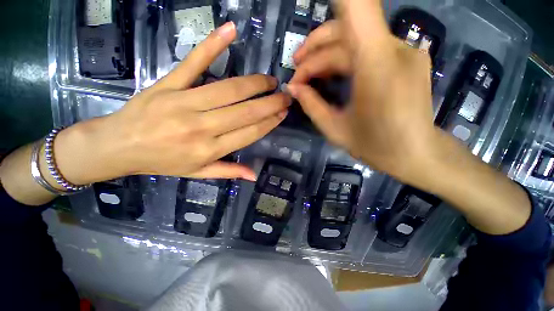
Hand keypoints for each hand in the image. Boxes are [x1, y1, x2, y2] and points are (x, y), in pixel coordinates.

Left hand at [54, 22, 289, 183]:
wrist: (118, 146)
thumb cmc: (162, 162)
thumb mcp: (198, 173)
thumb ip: (228, 172)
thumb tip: (253, 175)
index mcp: (209, 149)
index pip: (250, 133)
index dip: (269, 122)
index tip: (283, 113)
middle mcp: (202, 127)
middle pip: (245, 112)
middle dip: (270, 103)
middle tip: (286, 95)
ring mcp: (184, 103)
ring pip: (229, 90)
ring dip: (255, 83)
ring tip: (270, 80)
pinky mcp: (168, 84)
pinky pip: (194, 63)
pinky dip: (212, 46)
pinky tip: (230, 31)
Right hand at [288, 2, 436, 181]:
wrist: (416, 154)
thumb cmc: (375, 147)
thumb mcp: (334, 129)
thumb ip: (311, 105)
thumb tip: (292, 88)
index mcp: (376, 66)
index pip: (357, 8)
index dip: (339, 1)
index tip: (311, 17)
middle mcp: (395, 48)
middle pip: (345, 31)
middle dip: (313, 52)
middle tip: (296, 74)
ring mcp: (405, 50)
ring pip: (355, 39)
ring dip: (326, 55)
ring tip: (307, 76)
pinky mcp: (406, 57)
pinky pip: (368, 48)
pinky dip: (345, 59)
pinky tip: (332, 76)